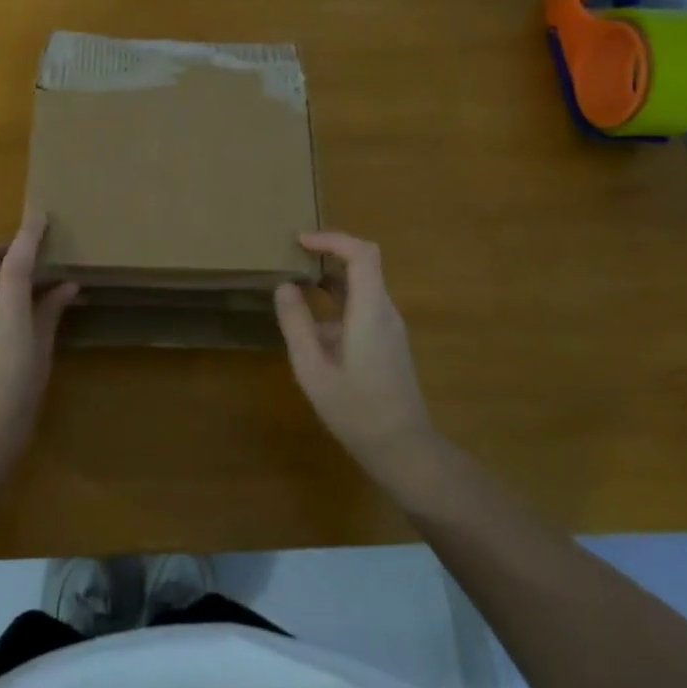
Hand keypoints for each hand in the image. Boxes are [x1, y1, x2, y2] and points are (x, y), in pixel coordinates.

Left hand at [0, 212, 78, 472]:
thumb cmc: (17, 406)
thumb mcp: (41, 361)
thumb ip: (49, 318)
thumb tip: (66, 287)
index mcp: (8, 318)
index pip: (16, 263)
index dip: (28, 235)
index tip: (39, 215)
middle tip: (22, 263)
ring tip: (22, 326)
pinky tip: (0, 355)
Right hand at [274, 232, 437, 482]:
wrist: (402, 448)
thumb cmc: (355, 409)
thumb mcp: (312, 368)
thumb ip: (296, 324)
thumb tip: (284, 287)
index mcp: (370, 311)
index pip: (361, 253)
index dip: (332, 240)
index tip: (300, 242)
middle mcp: (385, 311)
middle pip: (363, 264)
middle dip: (328, 254)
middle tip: (292, 258)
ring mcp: (390, 327)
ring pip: (362, 287)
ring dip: (330, 280)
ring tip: (295, 287)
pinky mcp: (388, 343)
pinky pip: (363, 307)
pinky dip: (337, 302)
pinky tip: (312, 328)